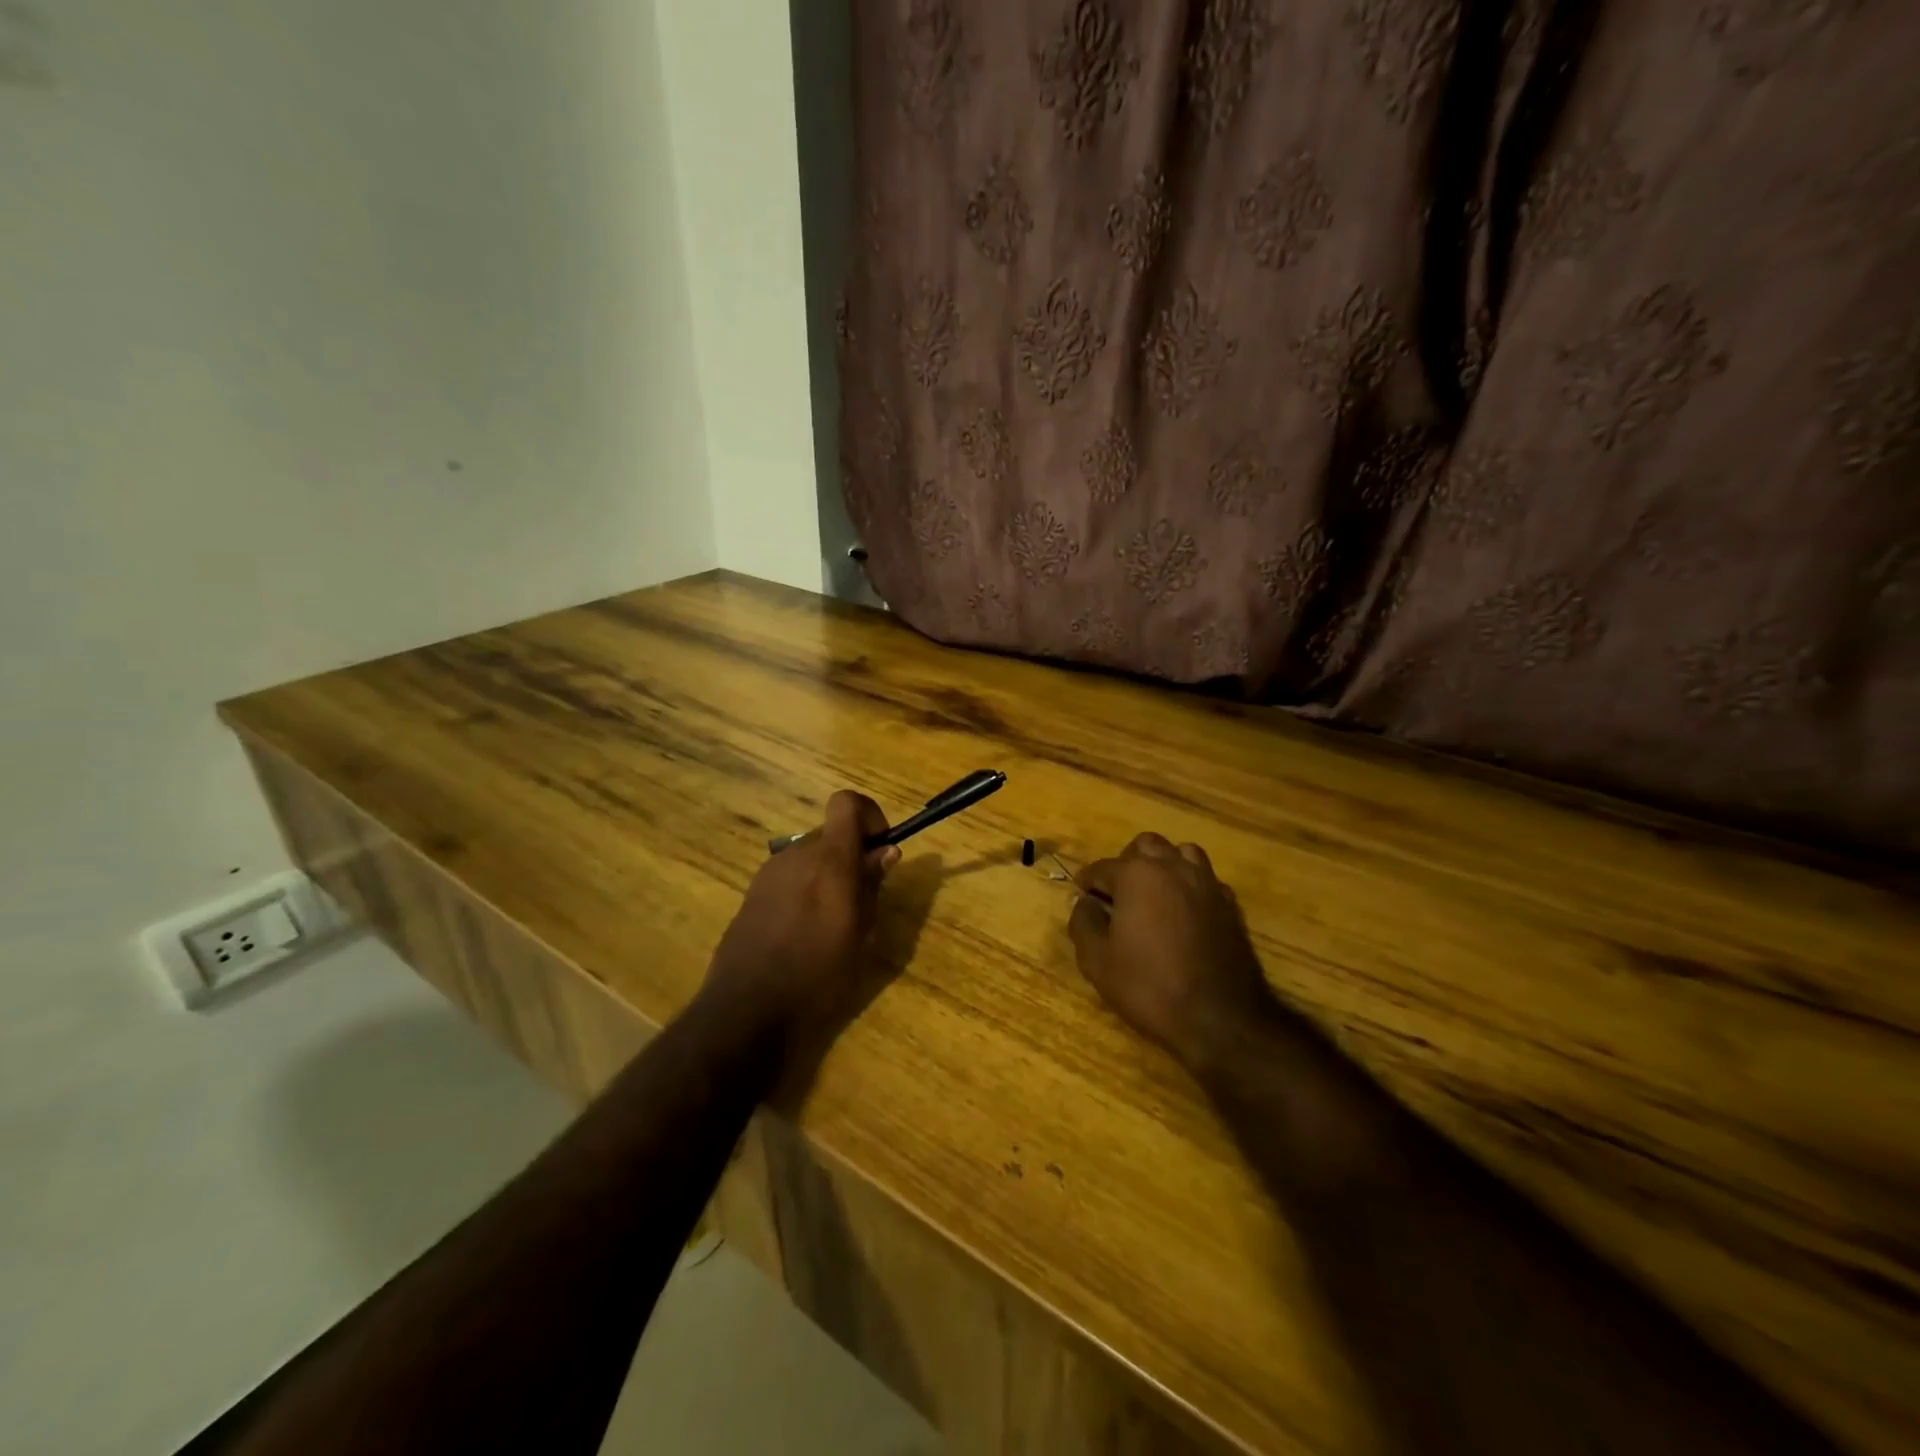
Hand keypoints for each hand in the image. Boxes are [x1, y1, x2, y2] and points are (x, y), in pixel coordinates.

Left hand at [701, 791, 899, 1054]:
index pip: (846, 803)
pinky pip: (790, 876)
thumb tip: (885, 851)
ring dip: (828, 872)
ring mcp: (769, 873)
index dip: (869, 815)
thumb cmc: (817, 975)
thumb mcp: (860, 933)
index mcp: (829, 859)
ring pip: (809, 855)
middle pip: (830, 832)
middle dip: (852, 853)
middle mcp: (796, 855)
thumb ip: (871, 885)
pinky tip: (805, 931)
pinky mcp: (752, 894)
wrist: (747, 1010)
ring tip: (835, 920)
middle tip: (864, 897)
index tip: (881, 848)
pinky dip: (806, 888)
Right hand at [1069, 833, 1280, 1068]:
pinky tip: (1183, 911)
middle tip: (1117, 893)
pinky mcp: (1229, 905)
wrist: (1219, 1018)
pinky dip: (1190, 885)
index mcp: (1136, 875)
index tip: (1082, 897)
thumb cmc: (1149, 986)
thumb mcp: (1097, 961)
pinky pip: (1205, 878)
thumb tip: (1084, 902)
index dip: (1088, 883)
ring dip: (1164, 865)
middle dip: (1127, 863)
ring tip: (1153, 894)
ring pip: (1182, 853)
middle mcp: (1173, 868)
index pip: (1102, 867)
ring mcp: (1206, 883)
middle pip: (1146, 846)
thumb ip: (1084, 922)